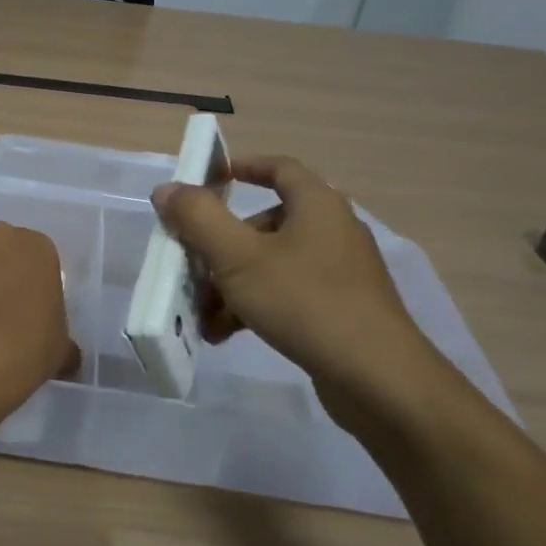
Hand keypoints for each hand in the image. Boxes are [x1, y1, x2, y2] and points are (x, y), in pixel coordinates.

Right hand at [152, 157, 455, 435]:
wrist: (378, 379)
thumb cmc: (305, 302)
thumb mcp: (238, 257)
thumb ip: (198, 218)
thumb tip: (167, 189)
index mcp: (317, 205)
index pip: (279, 168)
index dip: (243, 167)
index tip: (209, 178)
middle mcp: (332, 230)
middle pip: (265, 224)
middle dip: (221, 247)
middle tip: (191, 269)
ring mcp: (340, 273)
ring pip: (271, 264)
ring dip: (231, 284)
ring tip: (202, 316)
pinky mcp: (340, 309)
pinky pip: (287, 294)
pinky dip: (255, 306)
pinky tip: (226, 334)